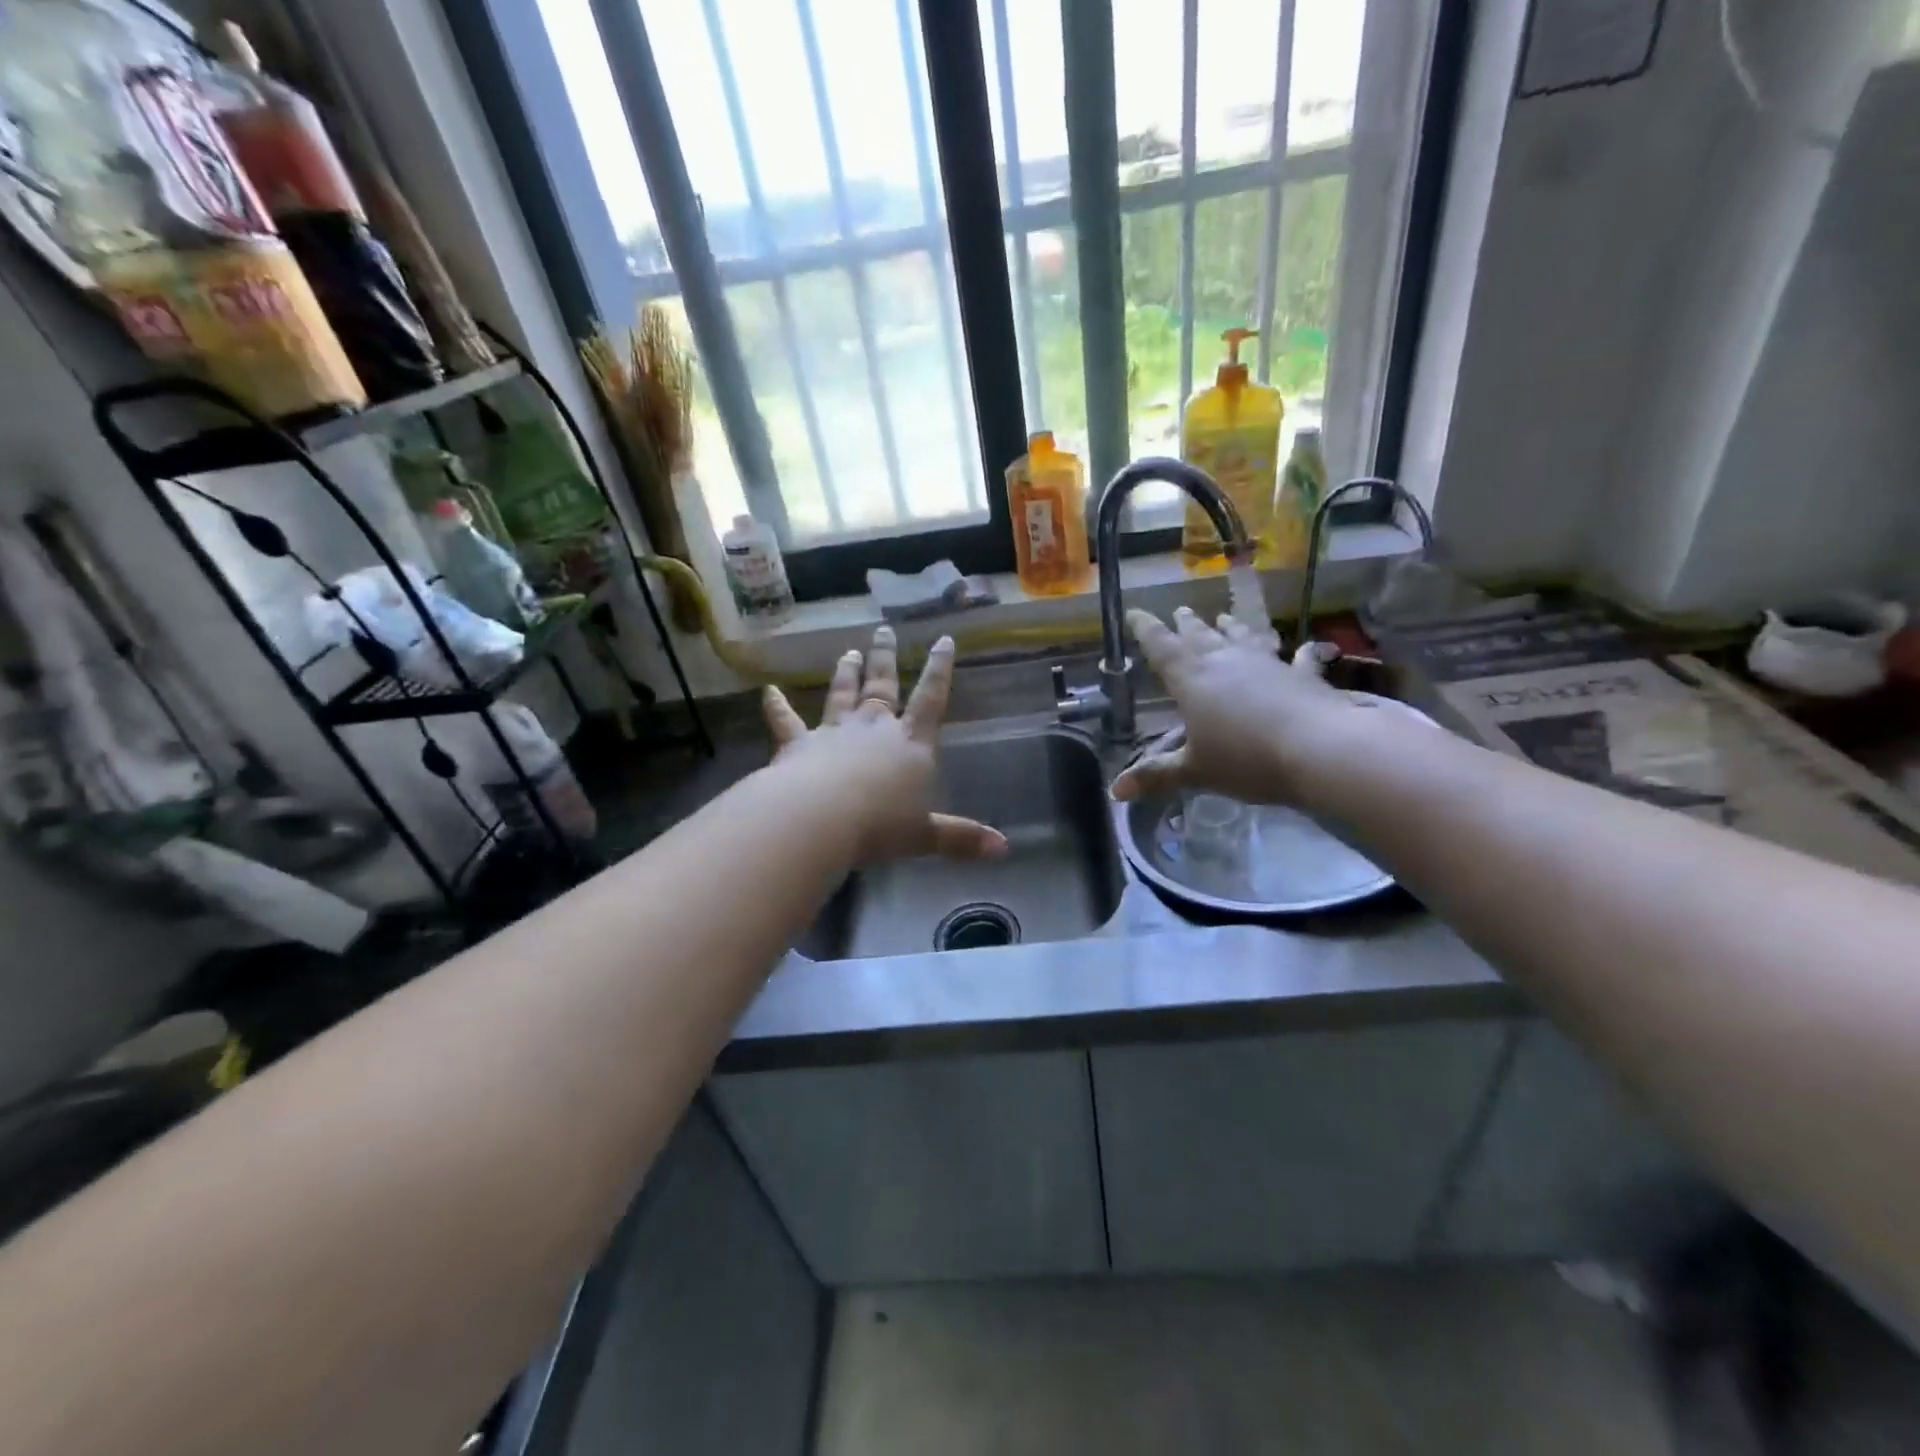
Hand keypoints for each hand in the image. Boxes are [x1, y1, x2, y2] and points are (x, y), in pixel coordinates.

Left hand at [763, 626, 1006, 861]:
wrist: (819, 818)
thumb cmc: (880, 825)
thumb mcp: (925, 835)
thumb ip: (961, 838)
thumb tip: (1004, 850)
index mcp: (911, 744)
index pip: (930, 699)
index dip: (939, 669)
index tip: (942, 639)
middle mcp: (874, 728)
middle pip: (882, 687)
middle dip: (884, 659)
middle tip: (883, 631)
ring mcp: (834, 732)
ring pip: (841, 695)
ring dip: (845, 673)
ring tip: (847, 652)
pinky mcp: (798, 744)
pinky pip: (786, 721)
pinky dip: (776, 706)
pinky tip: (766, 691)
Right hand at [1110, 606, 1356, 805]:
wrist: (1319, 748)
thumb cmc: (1245, 758)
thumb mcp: (1195, 771)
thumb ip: (1157, 775)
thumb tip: (1115, 790)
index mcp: (1191, 680)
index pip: (1161, 647)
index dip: (1145, 629)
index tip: (1134, 612)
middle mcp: (1225, 662)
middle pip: (1200, 636)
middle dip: (1186, 624)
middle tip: (1179, 611)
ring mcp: (1265, 664)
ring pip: (1242, 638)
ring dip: (1232, 627)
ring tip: (1224, 616)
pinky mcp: (1301, 676)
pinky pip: (1297, 659)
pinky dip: (1300, 653)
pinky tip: (1308, 648)